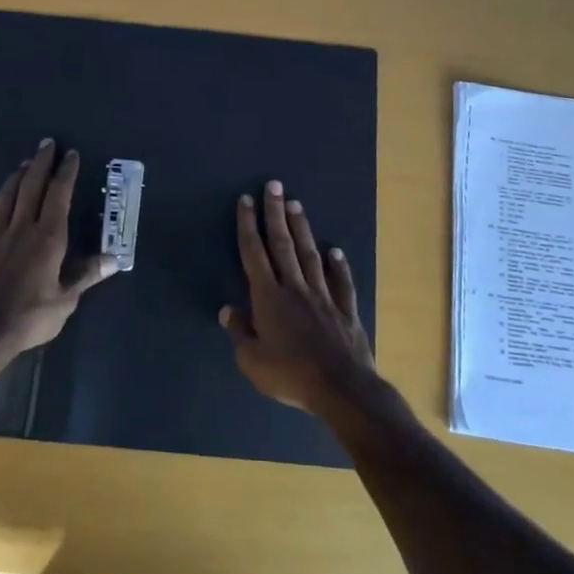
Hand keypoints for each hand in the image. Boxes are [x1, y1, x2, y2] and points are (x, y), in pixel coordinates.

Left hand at [0, 140, 116, 356]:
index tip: (70, 154)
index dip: (65, 173)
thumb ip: (86, 275)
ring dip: (14, 180)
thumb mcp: (66, 299)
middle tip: (46, 144)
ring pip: (4, 200)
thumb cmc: (30, 315)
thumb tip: (114, 258)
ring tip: (21, 165)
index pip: (58, 196)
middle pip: (30, 188)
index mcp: (47, 237)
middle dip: (40, 164)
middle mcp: (20, 229)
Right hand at [222, 180, 375, 413]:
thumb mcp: (252, 361)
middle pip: (282, 244)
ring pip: (310, 255)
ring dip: (302, 229)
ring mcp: (323, 296)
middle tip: (273, 185)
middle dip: (275, 213)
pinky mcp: (346, 310)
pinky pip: (341, 282)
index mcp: (268, 298)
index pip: (254, 253)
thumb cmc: (290, 375)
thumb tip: (228, 310)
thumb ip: (240, 333)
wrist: (340, 388)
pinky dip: (339, 266)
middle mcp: (295, 288)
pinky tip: (336, 250)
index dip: (248, 225)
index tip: (246, 200)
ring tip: (296, 204)